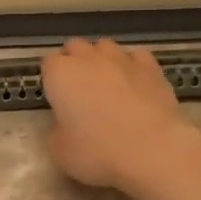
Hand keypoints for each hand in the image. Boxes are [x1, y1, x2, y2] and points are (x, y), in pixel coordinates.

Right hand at [41, 38, 200, 192]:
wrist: (153, 150)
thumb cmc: (98, 152)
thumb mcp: (60, 151)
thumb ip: (57, 130)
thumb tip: (66, 124)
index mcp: (60, 74)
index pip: (48, 63)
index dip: (52, 80)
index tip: (57, 99)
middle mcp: (88, 58)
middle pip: (75, 48)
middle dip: (75, 63)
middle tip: (80, 92)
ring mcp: (122, 58)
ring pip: (105, 47)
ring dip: (102, 61)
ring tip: (109, 85)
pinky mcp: (152, 66)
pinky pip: (136, 57)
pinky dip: (132, 66)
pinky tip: (136, 84)